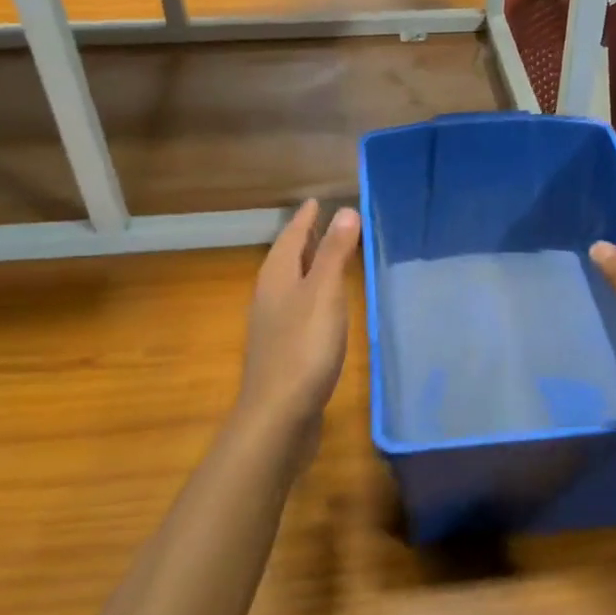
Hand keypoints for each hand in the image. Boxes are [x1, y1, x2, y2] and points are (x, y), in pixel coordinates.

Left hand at [235, 200, 362, 436]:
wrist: (279, 413)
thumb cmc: (303, 347)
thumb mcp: (324, 293)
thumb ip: (334, 253)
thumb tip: (345, 210)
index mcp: (277, 277)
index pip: (291, 237)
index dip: (305, 219)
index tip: (317, 201)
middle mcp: (270, 296)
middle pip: (286, 257)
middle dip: (304, 238)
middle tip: (324, 221)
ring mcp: (273, 324)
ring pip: (291, 282)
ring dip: (307, 265)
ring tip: (327, 256)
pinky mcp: (283, 348)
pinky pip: (298, 306)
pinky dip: (312, 293)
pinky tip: (325, 305)